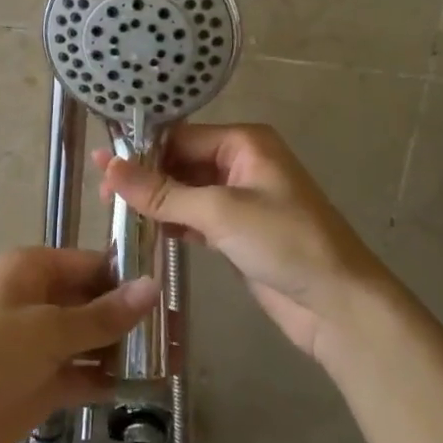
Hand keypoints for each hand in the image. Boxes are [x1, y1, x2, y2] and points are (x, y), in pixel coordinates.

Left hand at [0, 248, 158, 442]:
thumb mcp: (48, 330)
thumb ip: (102, 315)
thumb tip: (152, 286)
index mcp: (31, 270)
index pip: (91, 264)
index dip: (128, 277)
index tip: (172, 293)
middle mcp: (37, 299)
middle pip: (93, 301)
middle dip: (130, 317)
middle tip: (179, 333)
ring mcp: (38, 343)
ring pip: (90, 338)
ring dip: (123, 350)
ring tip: (171, 361)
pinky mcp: (40, 382)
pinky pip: (81, 372)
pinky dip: (105, 378)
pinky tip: (141, 388)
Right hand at [99, 123, 386, 362]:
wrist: (339, 306)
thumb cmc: (285, 243)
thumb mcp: (219, 212)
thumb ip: (161, 192)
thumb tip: (107, 166)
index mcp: (244, 143)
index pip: (180, 136)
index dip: (141, 152)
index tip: (102, 170)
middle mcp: (241, 162)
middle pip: (181, 162)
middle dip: (146, 178)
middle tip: (106, 199)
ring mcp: (241, 198)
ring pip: (186, 191)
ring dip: (157, 202)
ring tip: (118, 215)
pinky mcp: (239, 231)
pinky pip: (197, 216)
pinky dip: (174, 222)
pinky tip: (148, 232)